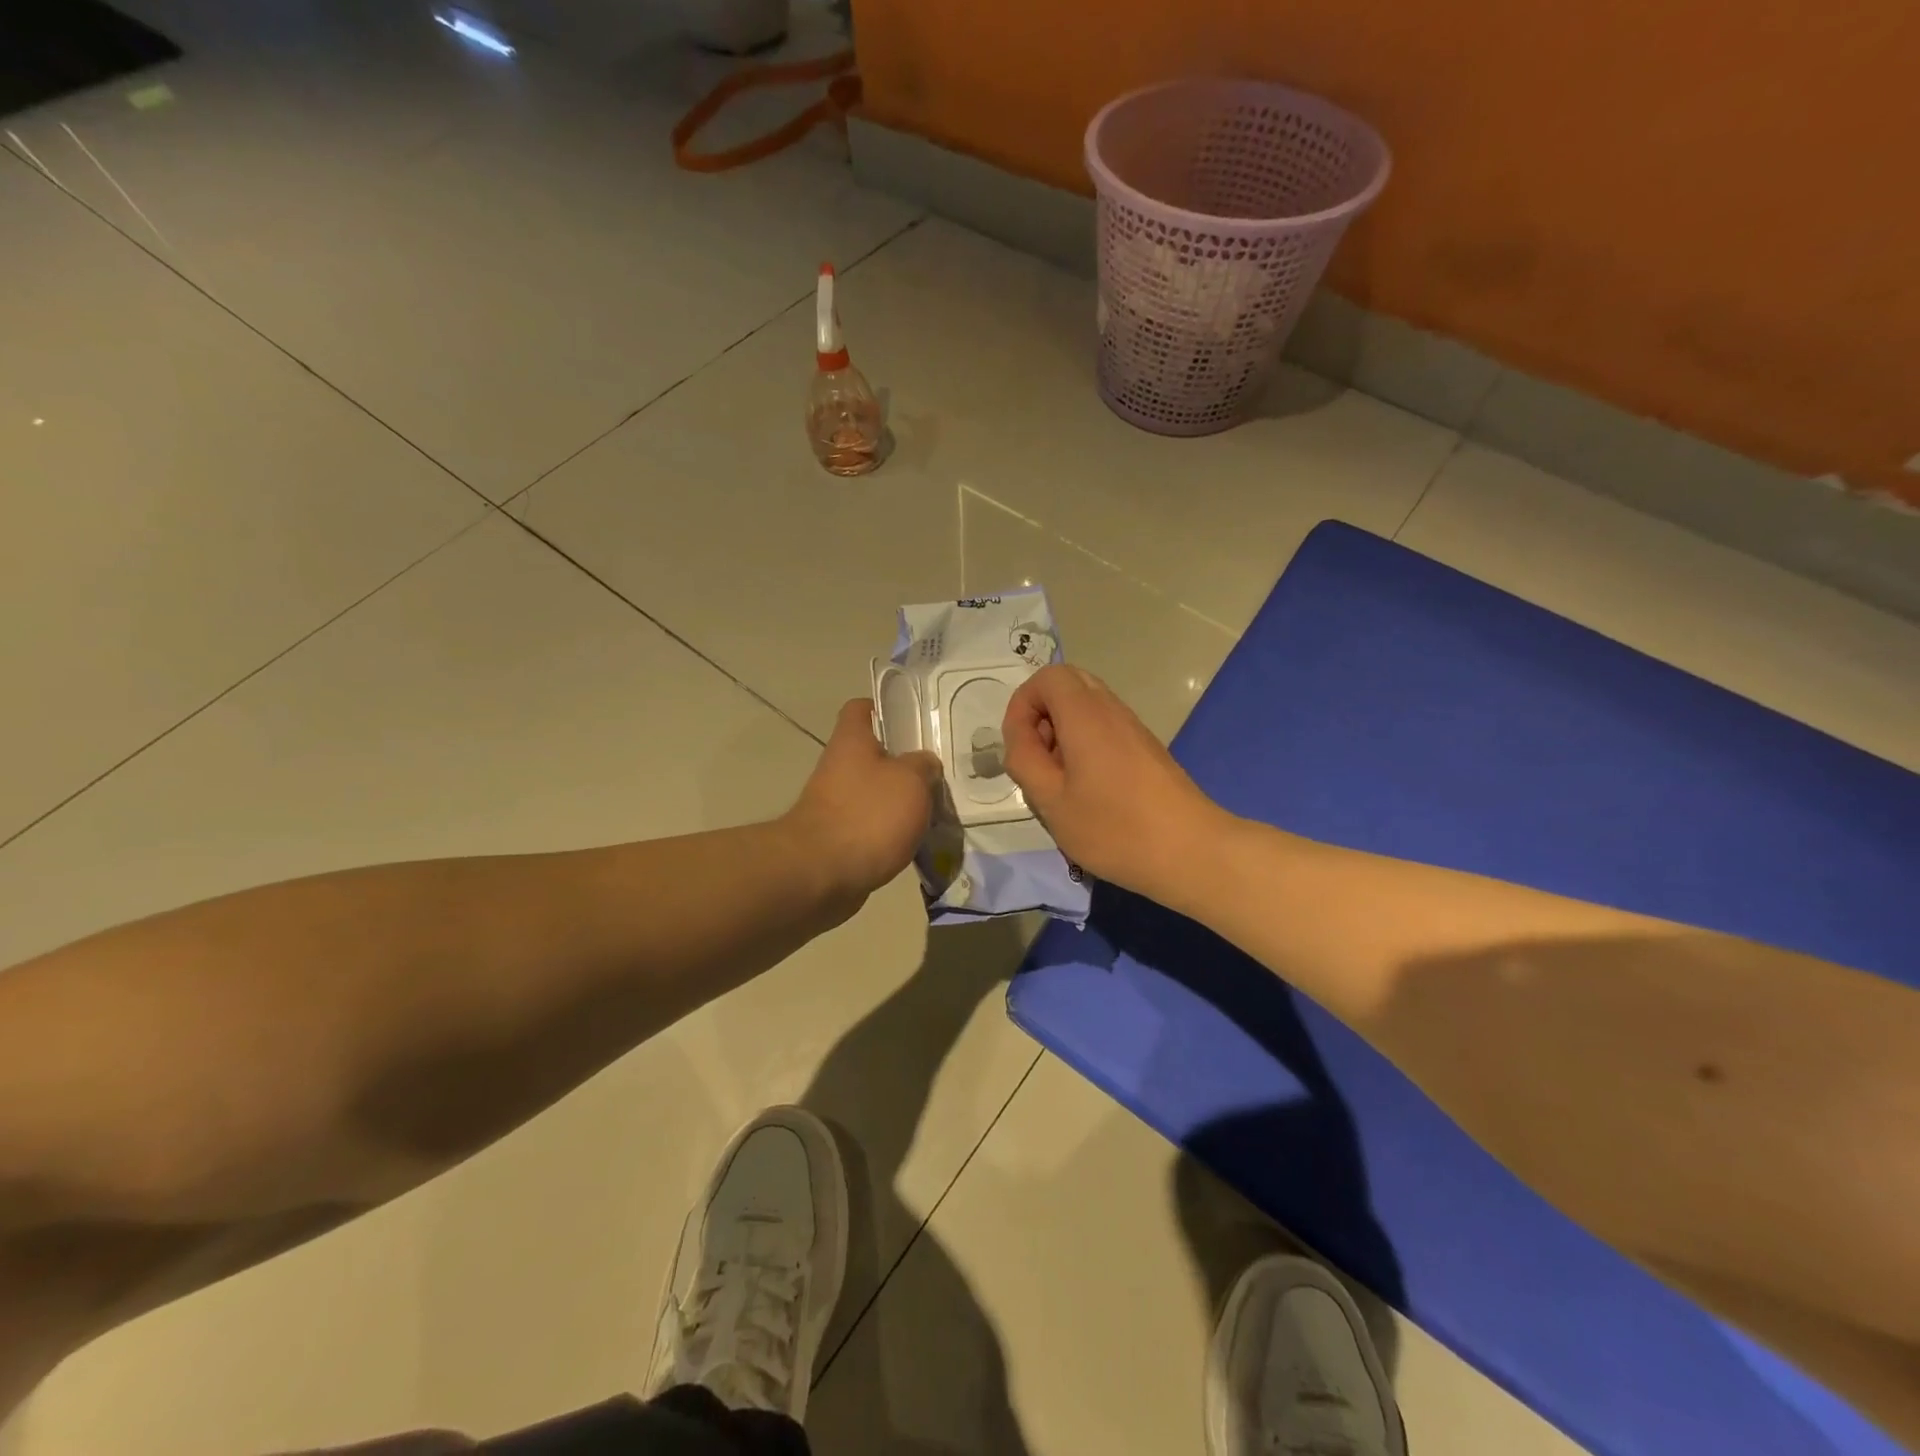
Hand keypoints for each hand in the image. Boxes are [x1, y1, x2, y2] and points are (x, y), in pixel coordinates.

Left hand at [785, 699, 941, 904]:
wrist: (821, 875)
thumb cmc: (867, 815)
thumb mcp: (910, 781)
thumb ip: (923, 765)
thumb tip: (925, 763)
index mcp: (851, 741)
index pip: (862, 708)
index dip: (885, 707)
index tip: (914, 719)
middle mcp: (839, 767)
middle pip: (874, 754)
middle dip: (905, 762)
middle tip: (939, 769)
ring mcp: (836, 804)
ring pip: (876, 792)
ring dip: (901, 800)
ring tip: (938, 807)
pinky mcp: (839, 838)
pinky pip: (872, 826)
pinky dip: (892, 831)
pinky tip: (920, 839)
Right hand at [1003, 665, 1227, 898]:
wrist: (1192, 852)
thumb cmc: (1115, 829)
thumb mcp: (1052, 801)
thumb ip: (1025, 761)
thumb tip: (1020, 737)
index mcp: (1086, 714)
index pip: (1047, 677)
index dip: (1022, 704)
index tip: (1019, 747)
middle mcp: (1112, 710)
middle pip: (1069, 685)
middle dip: (1042, 715)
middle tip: (1038, 759)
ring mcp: (1134, 728)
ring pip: (1087, 707)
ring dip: (1063, 733)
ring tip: (1060, 780)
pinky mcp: (1147, 749)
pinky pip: (1105, 728)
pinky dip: (1085, 745)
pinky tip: (1088, 790)